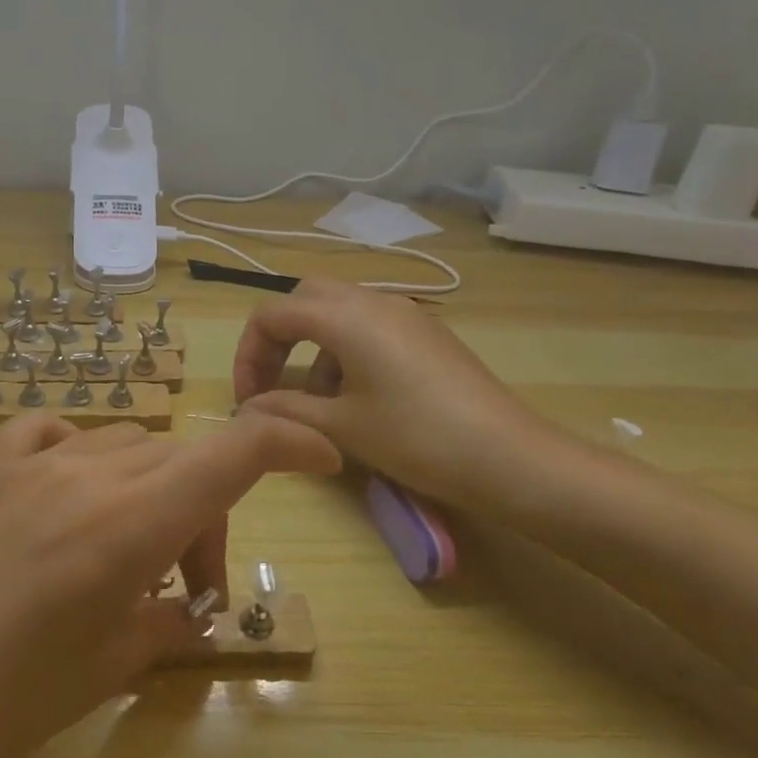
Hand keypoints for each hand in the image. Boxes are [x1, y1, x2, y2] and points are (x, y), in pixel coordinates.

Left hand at [0, 412, 338, 757]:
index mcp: (124, 527)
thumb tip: (183, 609)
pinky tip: (61, 501)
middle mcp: (82, 474)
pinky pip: (52, 435)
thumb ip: (158, 626)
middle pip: (178, 459)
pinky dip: (78, 459)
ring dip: (144, 489)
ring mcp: (23, 462)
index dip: (287, 441)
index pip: (231, 452)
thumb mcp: (95, 676)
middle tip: (180, 585)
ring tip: (117, 554)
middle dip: (202, 512)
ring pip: (121, 444)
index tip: (319, 455)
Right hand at [232, 276, 565, 514]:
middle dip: (278, 339)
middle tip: (272, 385)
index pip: (272, 314)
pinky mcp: (426, 333)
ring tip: (316, 402)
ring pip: (338, 312)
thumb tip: (247, 407)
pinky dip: (344, 350)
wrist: (510, 459)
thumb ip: (284, 410)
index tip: (247, 398)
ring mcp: (405, 314)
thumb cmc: (416, 439)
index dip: (248, 353)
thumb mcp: (341, 427)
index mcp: (345, 317)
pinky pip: (369, 326)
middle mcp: (373, 301)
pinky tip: (356, 397)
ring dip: (312, 347)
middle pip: (304, 299)